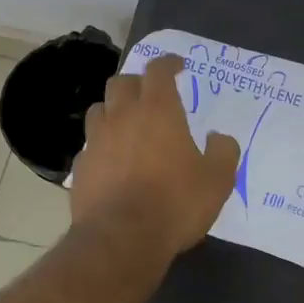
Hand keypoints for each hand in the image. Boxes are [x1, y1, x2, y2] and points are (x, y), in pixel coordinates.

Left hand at [72, 54, 239, 260]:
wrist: (122, 239)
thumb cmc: (176, 203)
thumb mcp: (217, 180)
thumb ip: (223, 152)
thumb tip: (218, 137)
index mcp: (158, 110)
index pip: (158, 70)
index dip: (168, 63)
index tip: (177, 66)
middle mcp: (122, 116)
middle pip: (121, 82)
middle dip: (137, 83)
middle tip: (151, 95)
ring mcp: (96, 140)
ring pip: (99, 110)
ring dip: (114, 111)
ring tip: (127, 125)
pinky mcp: (80, 167)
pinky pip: (90, 145)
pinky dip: (102, 146)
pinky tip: (112, 162)